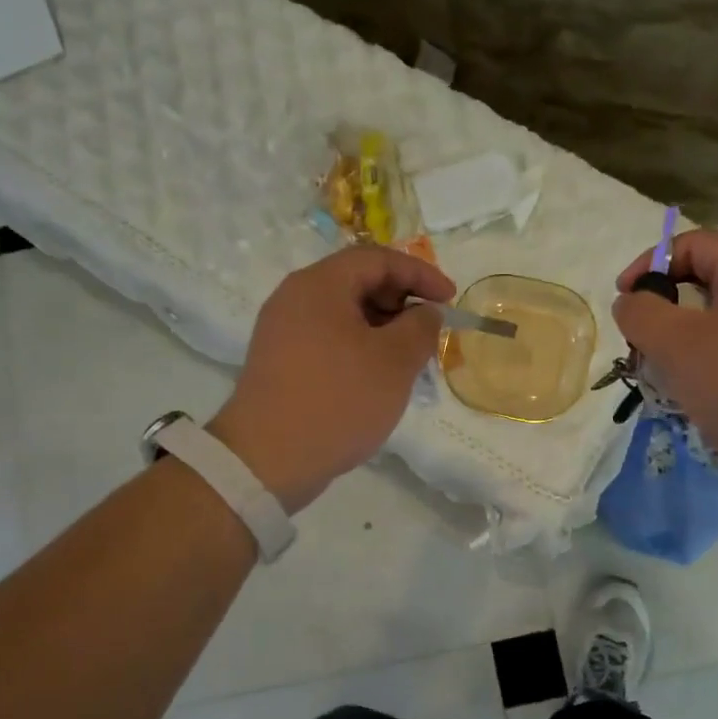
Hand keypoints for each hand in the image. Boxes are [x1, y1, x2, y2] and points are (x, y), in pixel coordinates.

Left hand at [208, 246, 454, 513]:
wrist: (267, 460)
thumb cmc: (338, 401)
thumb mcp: (394, 362)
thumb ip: (420, 327)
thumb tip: (425, 312)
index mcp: (319, 285)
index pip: (377, 258)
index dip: (420, 273)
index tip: (450, 298)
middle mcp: (295, 298)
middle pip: (357, 281)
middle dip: (401, 299)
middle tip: (429, 329)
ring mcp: (282, 330)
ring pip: (343, 312)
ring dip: (382, 326)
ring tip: (409, 357)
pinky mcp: (280, 361)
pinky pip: (328, 337)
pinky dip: (360, 345)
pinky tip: (377, 375)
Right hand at [612, 230, 717, 502]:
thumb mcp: (676, 343)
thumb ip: (642, 313)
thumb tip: (629, 301)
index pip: (693, 244)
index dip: (650, 263)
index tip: (624, 299)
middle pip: (702, 283)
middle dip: (662, 309)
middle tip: (638, 342)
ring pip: (714, 324)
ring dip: (678, 344)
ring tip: (657, 374)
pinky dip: (702, 367)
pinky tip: (688, 396)